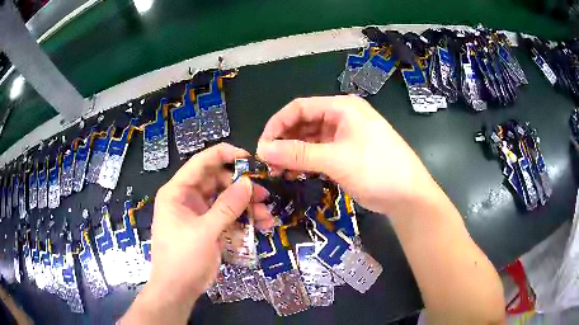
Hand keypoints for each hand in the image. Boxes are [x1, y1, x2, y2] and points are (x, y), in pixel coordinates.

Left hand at [121, 143, 268, 323]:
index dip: (224, 155)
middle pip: (217, 182)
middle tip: (264, 194)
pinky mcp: (208, 228)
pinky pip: (227, 218)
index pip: (201, 162)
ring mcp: (198, 214)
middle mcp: (187, 198)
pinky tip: (259, 227)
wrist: (177, 291)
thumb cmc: (182, 259)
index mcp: (177, 191)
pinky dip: (242, 221)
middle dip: (241, 187)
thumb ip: (227, 207)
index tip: (249, 158)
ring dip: (246, 206)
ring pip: (225, 201)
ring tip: (266, 216)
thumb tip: (248, 183)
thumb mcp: (205, 232)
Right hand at [257, 95, 438, 216]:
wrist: (408, 195)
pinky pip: (319, 152)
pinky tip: (294, 173)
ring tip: (278, 170)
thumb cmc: (377, 169)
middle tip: (269, 163)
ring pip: (310, 139)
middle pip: (304, 122)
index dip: (277, 124)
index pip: (300, 107)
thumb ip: (298, 154)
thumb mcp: (336, 160)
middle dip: (284, 140)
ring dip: (293, 153)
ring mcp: (345, 136)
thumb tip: (262, 150)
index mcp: (342, 107)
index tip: (262, 146)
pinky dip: (306, 161)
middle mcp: (342, 117)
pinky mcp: (346, 153)